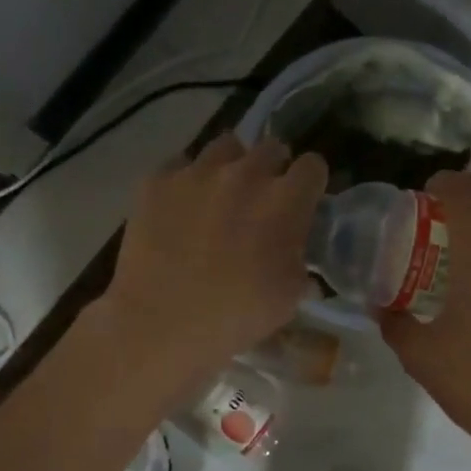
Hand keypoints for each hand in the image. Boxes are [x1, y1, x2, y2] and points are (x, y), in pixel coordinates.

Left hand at [95, 133, 326, 400]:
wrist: (160, 323)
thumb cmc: (234, 317)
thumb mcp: (288, 298)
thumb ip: (299, 262)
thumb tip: (296, 255)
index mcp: (285, 201)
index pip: (313, 166)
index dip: (310, 183)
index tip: (303, 200)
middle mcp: (244, 174)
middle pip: (271, 148)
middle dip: (273, 170)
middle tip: (262, 201)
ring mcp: (197, 173)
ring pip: (226, 147)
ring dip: (231, 166)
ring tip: (220, 195)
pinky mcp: (157, 181)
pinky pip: (179, 164)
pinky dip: (186, 181)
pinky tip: (180, 207)